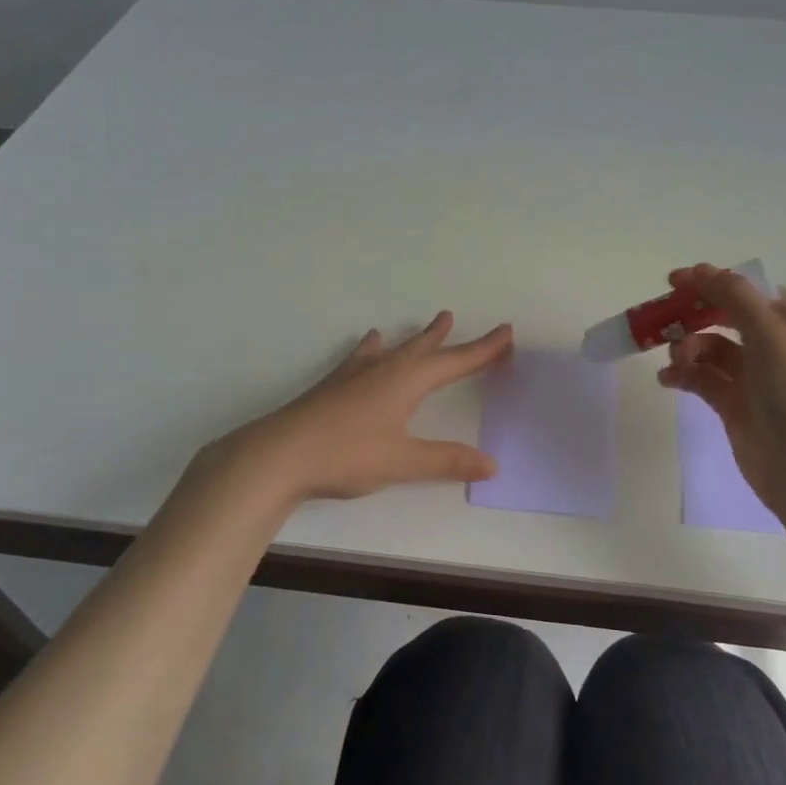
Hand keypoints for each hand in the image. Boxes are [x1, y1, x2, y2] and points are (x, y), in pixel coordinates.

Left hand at [210, 312, 513, 502]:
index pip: (455, 362)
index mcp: (407, 382)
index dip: (483, 349)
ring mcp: (355, 375)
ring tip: (432, 323)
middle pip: (425, 348)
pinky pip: (364, 357)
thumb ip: (447, 461)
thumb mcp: (403, 462)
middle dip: (449, 339)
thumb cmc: (346, 455)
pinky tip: (370, 344)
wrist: (278, 455)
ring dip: (416, 338)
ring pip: (395, 349)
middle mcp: (384, 370)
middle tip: (462, 321)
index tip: (506, 332)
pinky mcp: (333, 387)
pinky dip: (375, 348)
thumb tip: (492, 463)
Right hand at [656, 262, 785, 513]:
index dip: (710, 282)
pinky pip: (702, 378)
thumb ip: (734, 296)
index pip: (746, 289)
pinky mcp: (736, 404)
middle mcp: (777, 342)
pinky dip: (683, 375)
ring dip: (687, 348)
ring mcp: (756, 375)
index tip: (671, 282)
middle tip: (660, 321)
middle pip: (724, 315)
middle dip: (692, 316)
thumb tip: (700, 270)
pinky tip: (667, 380)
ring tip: (676, 363)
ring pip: (710, 347)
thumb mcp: (771, 334)